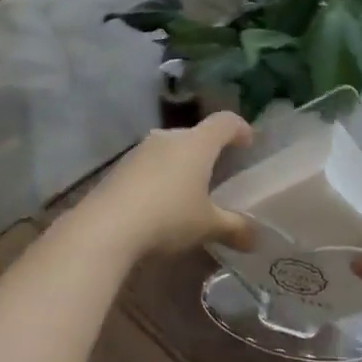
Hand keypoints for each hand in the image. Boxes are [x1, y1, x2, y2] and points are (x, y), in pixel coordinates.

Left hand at [78, 112, 257, 259]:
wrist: (104, 228)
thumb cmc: (167, 217)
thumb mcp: (207, 226)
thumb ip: (235, 229)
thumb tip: (256, 239)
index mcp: (197, 144)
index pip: (225, 122)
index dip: (240, 129)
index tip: (248, 143)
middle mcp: (169, 138)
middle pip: (195, 134)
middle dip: (208, 150)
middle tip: (218, 172)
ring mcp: (139, 151)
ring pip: (169, 149)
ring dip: (181, 164)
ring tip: (187, 190)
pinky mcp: (118, 169)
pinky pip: (148, 166)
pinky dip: (159, 177)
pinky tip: (158, 204)